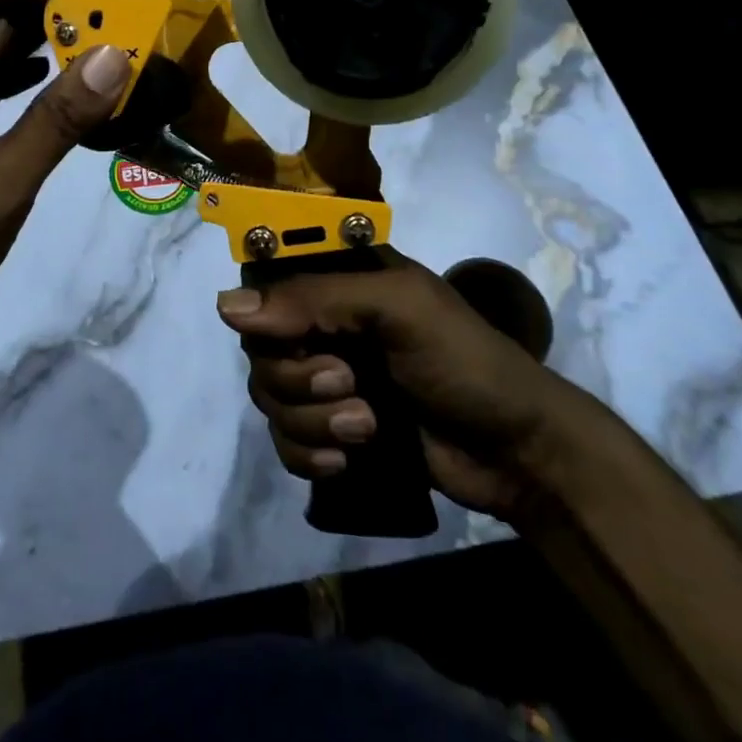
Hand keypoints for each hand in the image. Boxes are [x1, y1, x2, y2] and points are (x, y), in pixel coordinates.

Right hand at [217, 250, 593, 523]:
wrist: (517, 452)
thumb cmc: (463, 359)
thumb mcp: (396, 309)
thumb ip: (314, 299)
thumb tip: (224, 306)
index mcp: (338, 280)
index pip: (266, 283)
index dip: (265, 312)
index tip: (292, 335)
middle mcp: (324, 324)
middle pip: (260, 348)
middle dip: (298, 377)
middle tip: (349, 383)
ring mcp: (327, 379)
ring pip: (269, 397)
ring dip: (311, 420)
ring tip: (365, 427)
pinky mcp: (332, 431)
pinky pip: (284, 442)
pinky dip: (308, 454)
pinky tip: (344, 460)